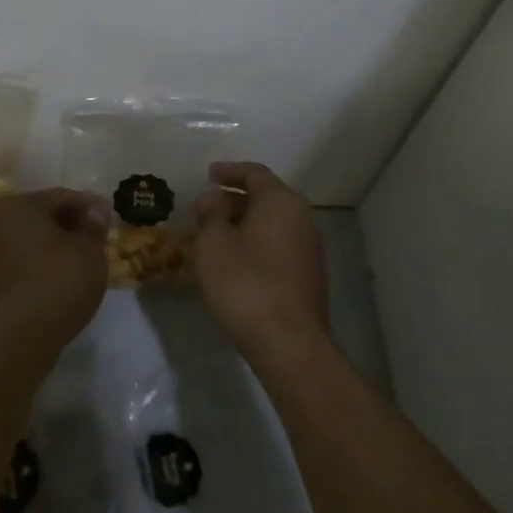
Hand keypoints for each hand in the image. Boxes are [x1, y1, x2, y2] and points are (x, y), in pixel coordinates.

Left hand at [0, 189, 110, 345]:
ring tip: (79, 258)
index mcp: (16, 205)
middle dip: (68, 224)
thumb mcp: (90, 250)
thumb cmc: (59, 280)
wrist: (21, 335)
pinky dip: (38, 264)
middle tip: (95, 237)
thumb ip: (94, 226)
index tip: (108, 215)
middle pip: (39, 217)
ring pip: (27, 241)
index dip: (88, 205)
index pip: (60, 197)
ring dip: (52, 245)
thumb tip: (96, 212)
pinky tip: (58, 277)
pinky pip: (19, 263)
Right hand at [192, 162, 329, 356]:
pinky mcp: (308, 276)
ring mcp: (310, 248)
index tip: (207, 175)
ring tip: (214, 238)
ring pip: (271, 224)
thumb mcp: (213, 242)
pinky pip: (277, 247)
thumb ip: (211, 212)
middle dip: (232, 201)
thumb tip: (217, 198)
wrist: (287, 341)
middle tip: (203, 211)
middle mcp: (301, 218)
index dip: (229, 171)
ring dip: (243, 225)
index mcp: (280, 201)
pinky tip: (234, 263)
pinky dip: (255, 245)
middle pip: (265, 198)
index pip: (254, 173)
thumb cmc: (244, 282)